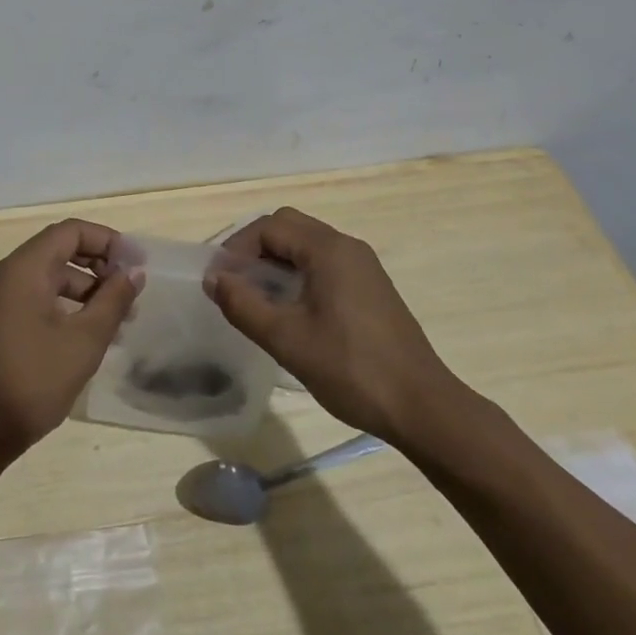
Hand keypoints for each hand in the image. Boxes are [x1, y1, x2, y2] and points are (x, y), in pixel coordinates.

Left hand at [0, 219, 142, 463]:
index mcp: (24, 268)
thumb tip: (134, 272)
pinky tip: (92, 333)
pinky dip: (68, 305)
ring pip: (51, 276)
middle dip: (100, 265)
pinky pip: (39, 296)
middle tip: (131, 291)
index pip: (71, 231)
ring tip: (120, 319)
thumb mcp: (83, 341)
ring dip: (87, 289)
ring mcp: (0, 297)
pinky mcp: (0, 320)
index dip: (107, 240)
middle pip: (60, 250)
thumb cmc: (32, 381)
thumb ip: (113, 301)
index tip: (136, 264)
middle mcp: (8, 273)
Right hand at [205, 206, 464, 444]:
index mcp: (328, 249)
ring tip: (256, 298)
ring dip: (276, 261)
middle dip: (254, 249)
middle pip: (288, 227)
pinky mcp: (371, 287)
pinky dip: (298, 274)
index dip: (237, 248)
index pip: (269, 227)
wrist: (422, 407)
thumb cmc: (351, 370)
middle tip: (235, 283)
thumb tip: (213, 279)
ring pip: (307, 245)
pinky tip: (291, 310)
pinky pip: (324, 264)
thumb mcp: (286, 339)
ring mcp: (363, 266)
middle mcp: (347, 246)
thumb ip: (243, 305)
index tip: (220, 281)